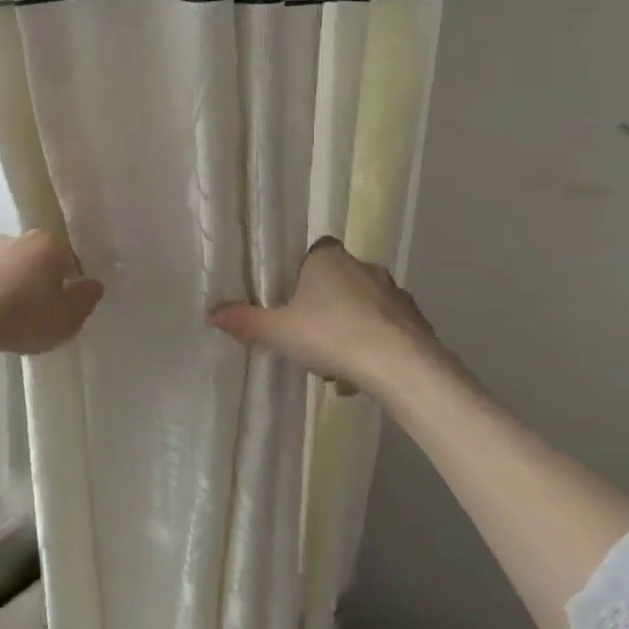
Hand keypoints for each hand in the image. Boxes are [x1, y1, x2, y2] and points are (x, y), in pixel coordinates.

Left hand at [0, 230, 103, 406]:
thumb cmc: (23, 317)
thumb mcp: (66, 320)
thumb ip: (84, 301)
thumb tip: (94, 285)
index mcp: (46, 245)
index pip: (67, 259)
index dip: (68, 282)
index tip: (64, 306)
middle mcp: (12, 240)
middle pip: (32, 259)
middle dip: (34, 280)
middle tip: (34, 314)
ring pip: (0, 270)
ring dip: (3, 288)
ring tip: (2, 322)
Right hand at [208, 237, 467, 403]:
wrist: (400, 365)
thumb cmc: (331, 335)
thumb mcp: (279, 332)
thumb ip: (246, 321)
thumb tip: (212, 314)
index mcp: (329, 258)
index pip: (314, 252)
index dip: (302, 274)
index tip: (292, 300)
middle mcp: (364, 266)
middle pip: (338, 281)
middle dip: (325, 307)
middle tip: (308, 337)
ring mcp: (394, 292)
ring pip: (364, 307)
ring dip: (350, 329)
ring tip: (335, 365)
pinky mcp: (416, 320)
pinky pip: (387, 329)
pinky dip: (375, 346)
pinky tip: (362, 375)